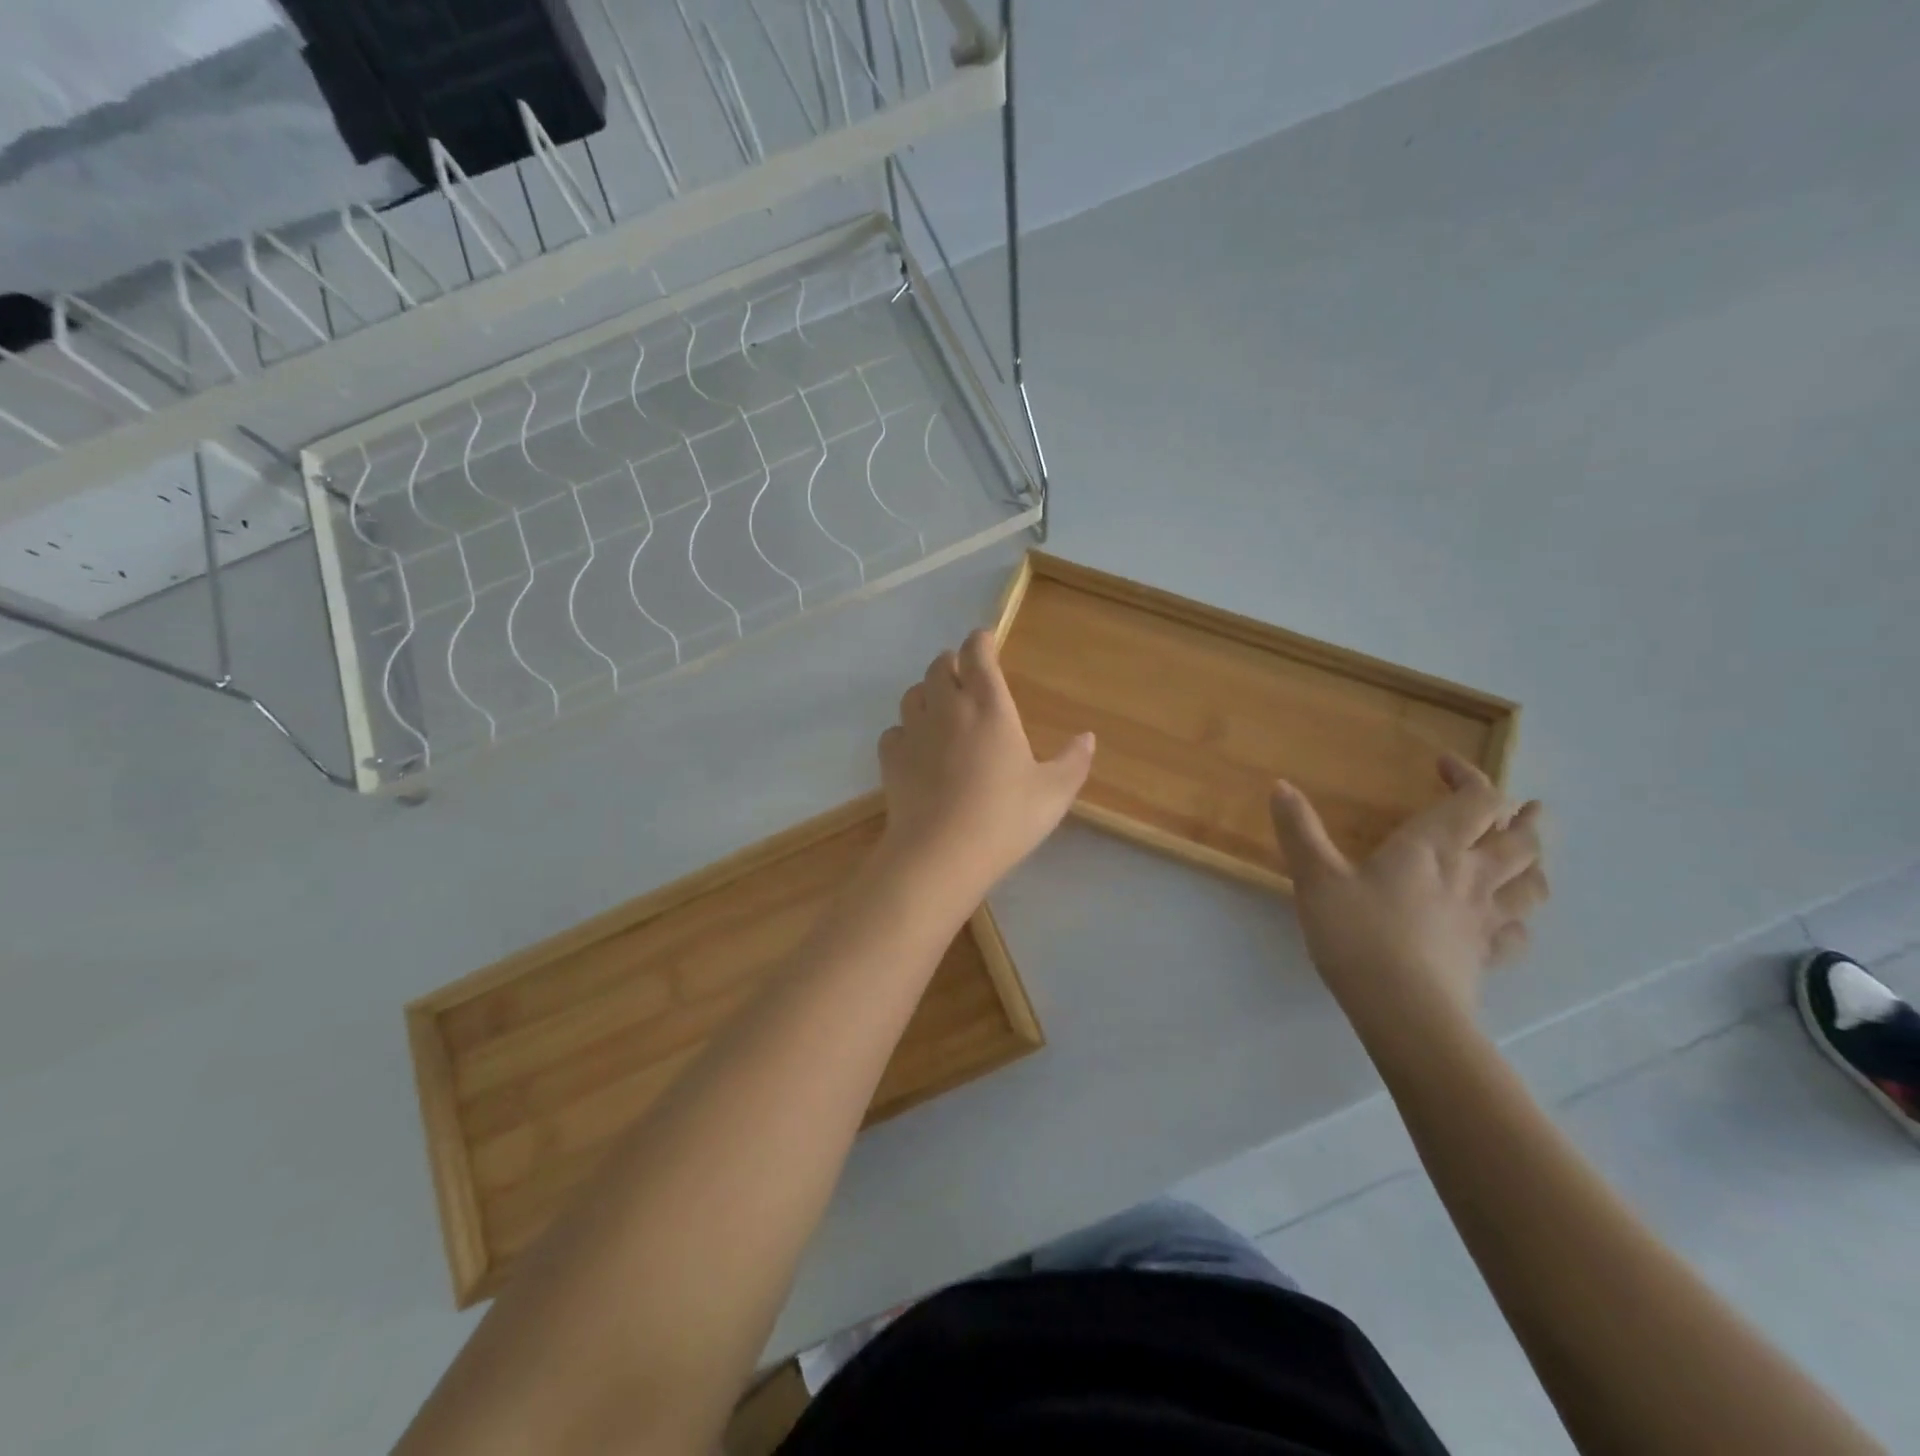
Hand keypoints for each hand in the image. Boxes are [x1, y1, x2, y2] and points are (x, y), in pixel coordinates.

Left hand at [875, 630, 1093, 904]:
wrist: (941, 853)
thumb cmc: (1004, 818)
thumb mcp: (1053, 793)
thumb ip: (1073, 761)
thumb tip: (1087, 737)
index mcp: (988, 706)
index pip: (977, 653)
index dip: (980, 641)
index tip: (986, 640)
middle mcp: (947, 708)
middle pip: (939, 666)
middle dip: (952, 664)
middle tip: (964, 677)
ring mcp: (914, 731)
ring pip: (913, 694)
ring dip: (927, 693)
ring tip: (941, 709)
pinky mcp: (890, 758)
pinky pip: (894, 731)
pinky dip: (905, 731)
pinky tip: (917, 750)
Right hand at [1269, 755, 1548, 1029]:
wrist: (1404, 1010)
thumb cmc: (1358, 934)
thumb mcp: (1315, 878)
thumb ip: (1299, 830)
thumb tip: (1280, 785)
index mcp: (1433, 848)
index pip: (1476, 800)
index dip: (1468, 776)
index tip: (1442, 766)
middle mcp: (1470, 876)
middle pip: (1518, 840)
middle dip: (1521, 817)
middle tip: (1522, 806)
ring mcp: (1485, 919)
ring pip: (1530, 883)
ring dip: (1534, 863)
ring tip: (1528, 855)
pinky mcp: (1486, 957)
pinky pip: (1517, 933)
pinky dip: (1519, 919)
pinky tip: (1509, 922)